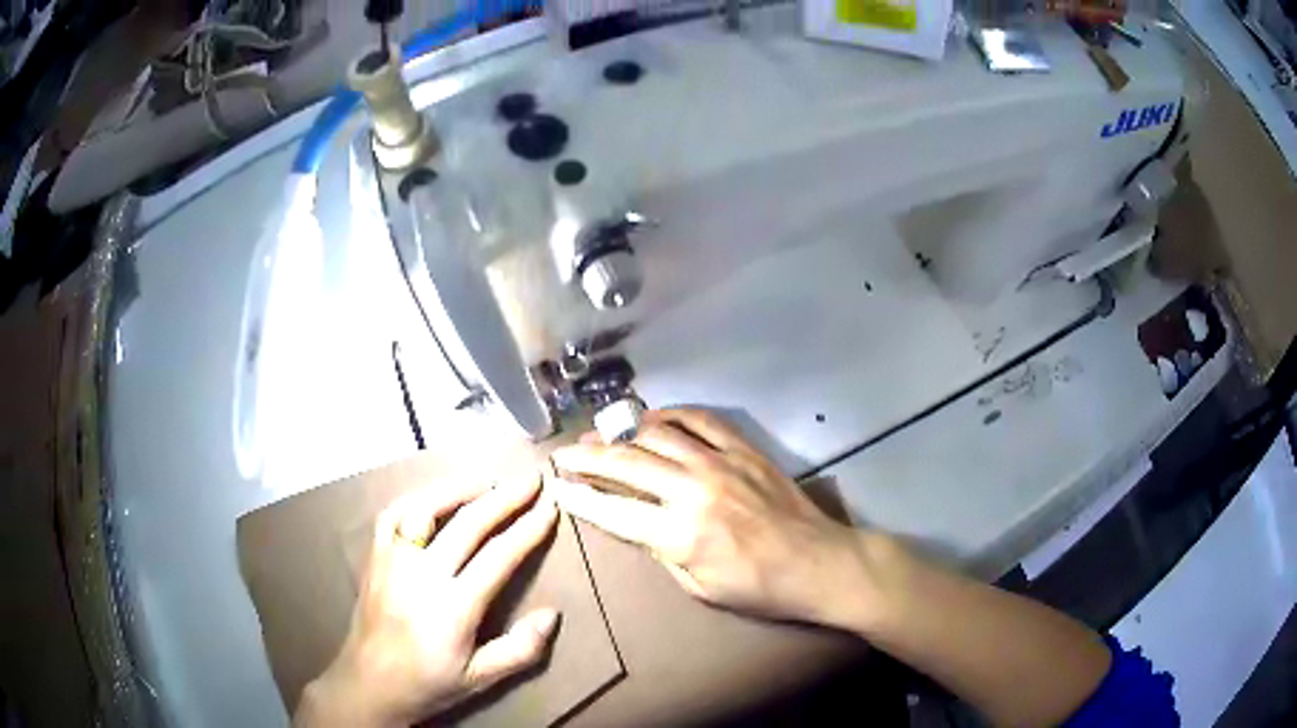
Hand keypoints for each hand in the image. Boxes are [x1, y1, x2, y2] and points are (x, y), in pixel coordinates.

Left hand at [295, 475, 559, 727]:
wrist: (369, 683)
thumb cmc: (429, 683)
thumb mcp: (480, 679)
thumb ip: (520, 650)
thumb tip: (553, 614)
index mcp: (453, 608)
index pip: (498, 556)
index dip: (527, 529)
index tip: (550, 507)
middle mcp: (421, 575)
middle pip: (468, 524)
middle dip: (504, 498)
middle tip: (530, 480)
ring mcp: (393, 561)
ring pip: (426, 509)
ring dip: (460, 489)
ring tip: (489, 480)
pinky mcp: (375, 557)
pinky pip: (393, 515)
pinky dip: (417, 498)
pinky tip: (436, 496)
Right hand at [549, 408, 890, 628]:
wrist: (818, 563)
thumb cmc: (759, 588)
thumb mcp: (699, 587)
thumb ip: (662, 552)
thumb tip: (637, 521)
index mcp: (681, 533)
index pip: (613, 509)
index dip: (578, 496)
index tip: (556, 484)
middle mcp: (694, 489)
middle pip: (626, 462)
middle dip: (587, 456)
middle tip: (565, 453)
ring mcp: (721, 462)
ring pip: (658, 432)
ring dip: (622, 430)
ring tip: (600, 432)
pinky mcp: (744, 449)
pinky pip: (700, 419)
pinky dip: (671, 414)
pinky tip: (653, 417)